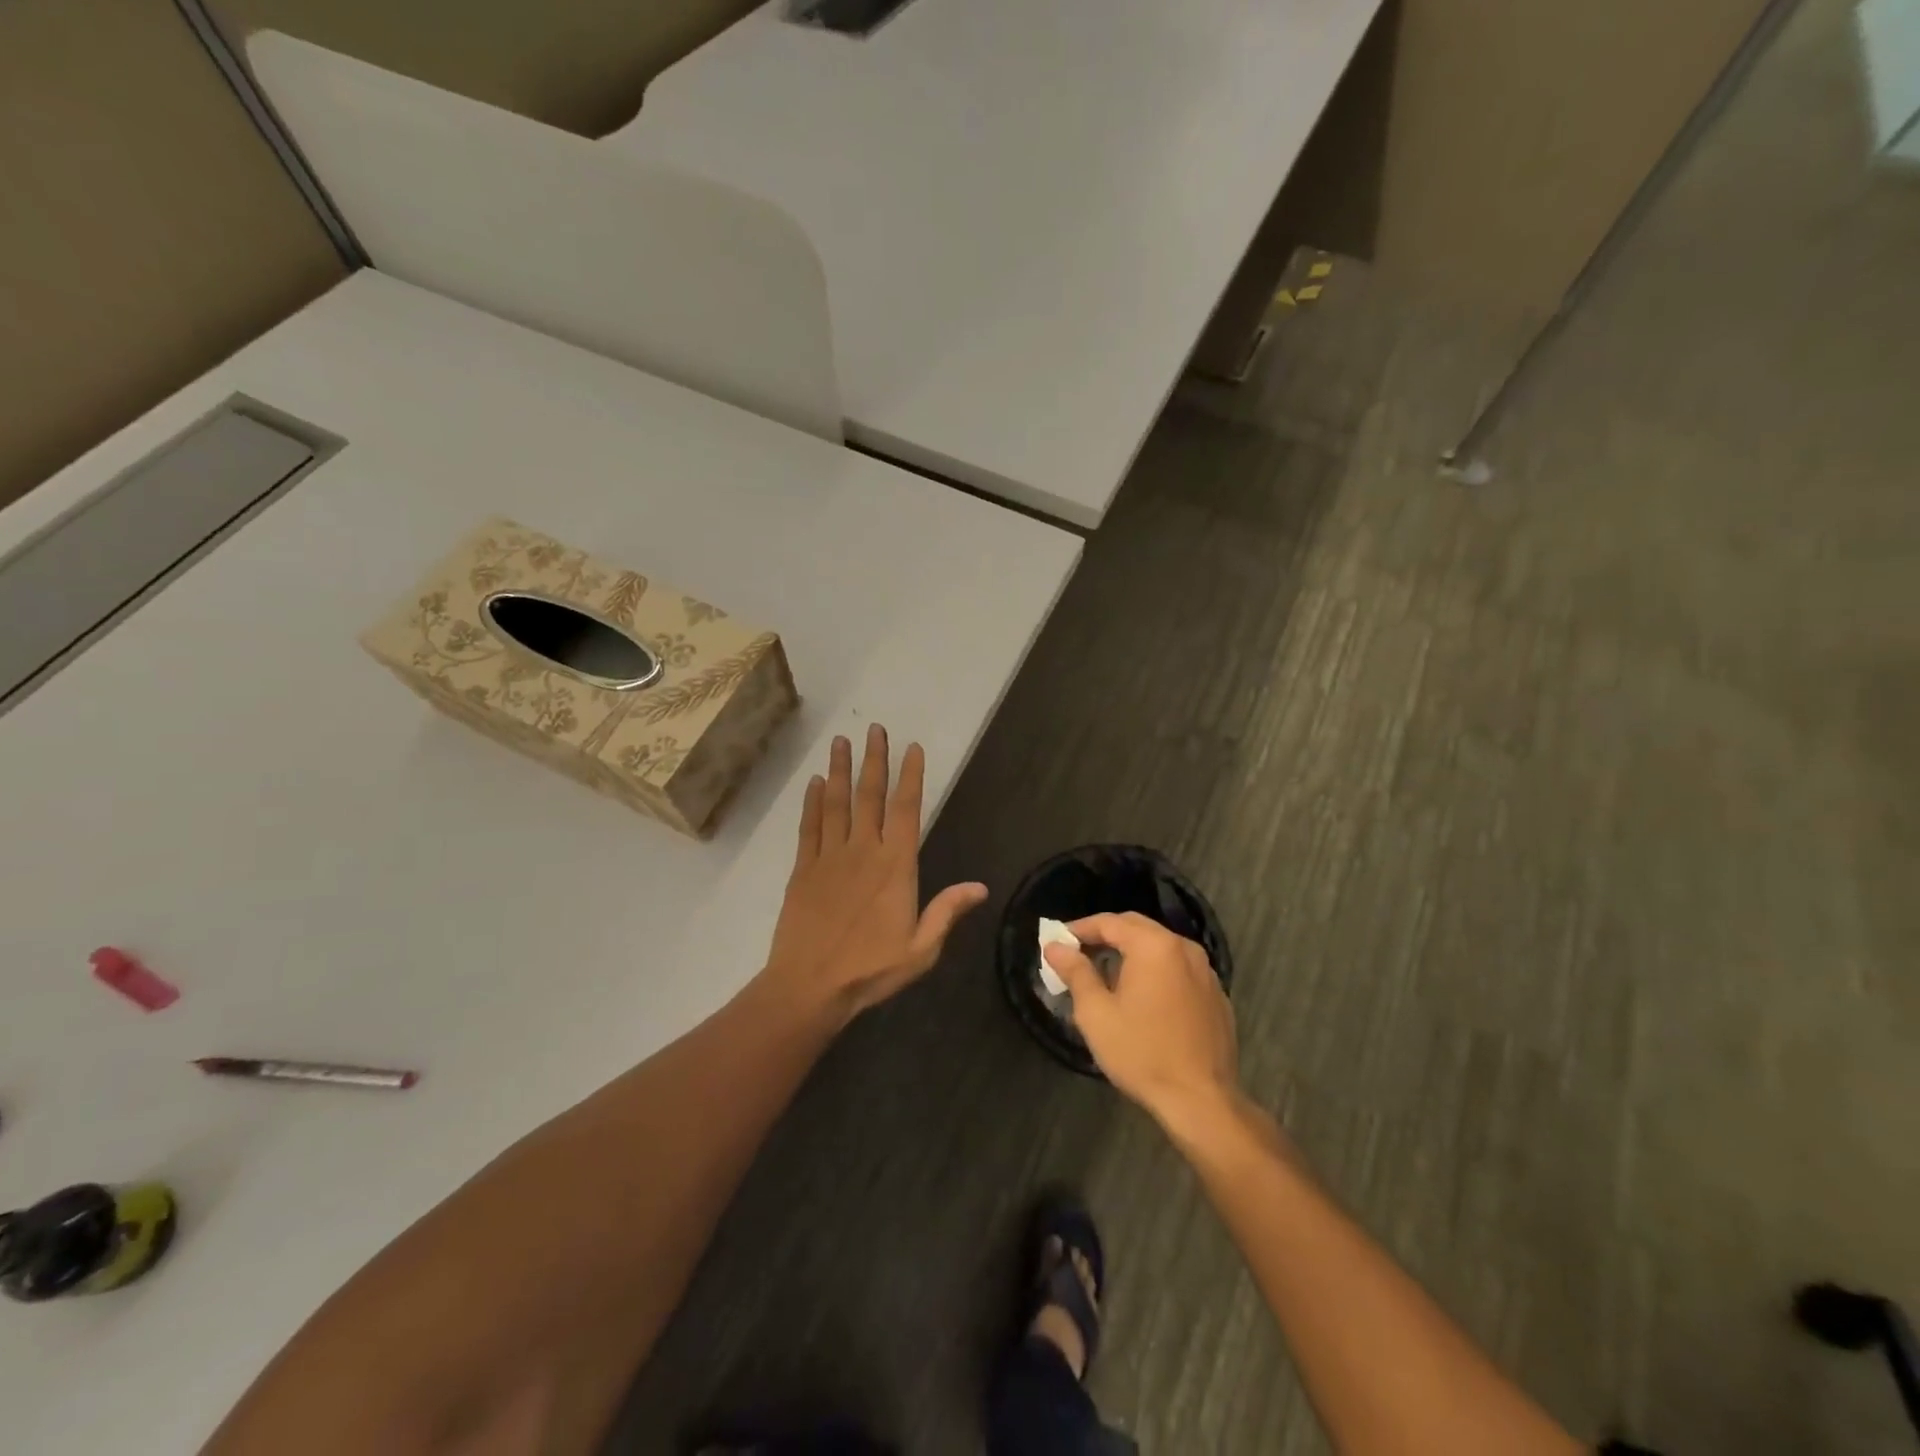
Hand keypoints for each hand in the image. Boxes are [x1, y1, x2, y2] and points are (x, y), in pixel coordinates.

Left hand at [763, 724, 987, 1022]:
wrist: (809, 986)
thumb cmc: (870, 969)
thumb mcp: (920, 949)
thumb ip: (946, 912)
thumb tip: (980, 886)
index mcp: (895, 866)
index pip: (906, 810)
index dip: (910, 776)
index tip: (912, 748)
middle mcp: (862, 851)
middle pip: (870, 796)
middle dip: (874, 760)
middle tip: (875, 729)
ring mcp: (829, 857)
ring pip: (835, 803)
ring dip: (839, 770)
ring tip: (841, 741)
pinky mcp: (803, 869)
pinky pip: (809, 827)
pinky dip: (811, 802)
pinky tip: (814, 783)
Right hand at [1044, 912, 1240, 1133]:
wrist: (1202, 1101)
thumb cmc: (1142, 1053)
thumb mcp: (1096, 1013)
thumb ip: (1076, 972)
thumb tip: (1055, 947)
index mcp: (1154, 946)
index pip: (1109, 922)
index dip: (1080, 929)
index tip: (1057, 941)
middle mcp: (1184, 948)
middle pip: (1137, 928)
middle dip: (1106, 936)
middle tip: (1079, 953)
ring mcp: (1206, 971)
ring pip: (1160, 948)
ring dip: (1132, 953)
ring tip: (1107, 974)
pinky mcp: (1217, 995)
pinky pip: (1178, 970)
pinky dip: (1156, 972)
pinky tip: (1143, 998)